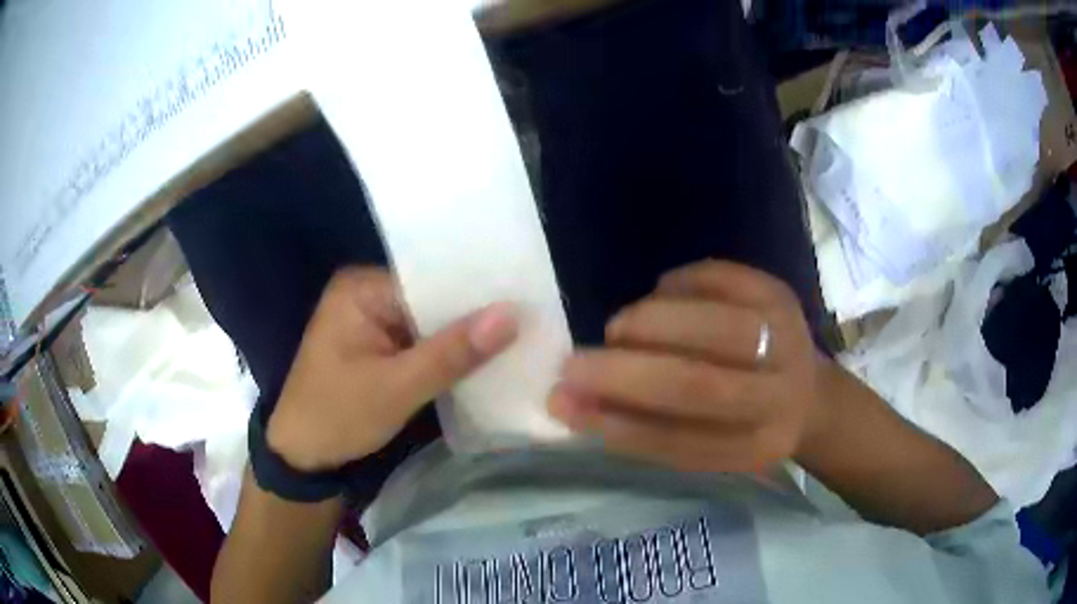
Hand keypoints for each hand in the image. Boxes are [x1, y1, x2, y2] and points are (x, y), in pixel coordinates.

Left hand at [267, 267, 516, 471]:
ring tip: (521, 337)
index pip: (432, 280)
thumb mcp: (397, 388)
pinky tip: (485, 359)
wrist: (303, 456)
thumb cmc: (338, 416)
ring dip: (464, 337)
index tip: (527, 303)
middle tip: (532, 322)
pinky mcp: (379, 344)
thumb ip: (452, 352)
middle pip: (433, 300)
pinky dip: (447, 353)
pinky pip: (421, 341)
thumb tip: (512, 314)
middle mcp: (367, 293)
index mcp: (362, 288)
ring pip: (431, 323)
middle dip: (474, 317)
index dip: (477, 294)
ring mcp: (373, 319)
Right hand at [548, 260, 829, 472]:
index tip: (563, 404)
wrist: (810, 396)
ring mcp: (788, 340)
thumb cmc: (744, 427)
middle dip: (625, 373)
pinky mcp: (782, 295)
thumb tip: (569, 399)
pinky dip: (680, 283)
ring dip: (651, 325)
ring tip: (618, 329)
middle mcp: (779, 398)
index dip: (616, 424)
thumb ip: (644, 426)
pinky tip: (660, 294)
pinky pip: (724, 279)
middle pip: (699, 385)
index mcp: (755, 448)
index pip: (680, 442)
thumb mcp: (704, 445)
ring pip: (714, 327)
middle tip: (574, 363)